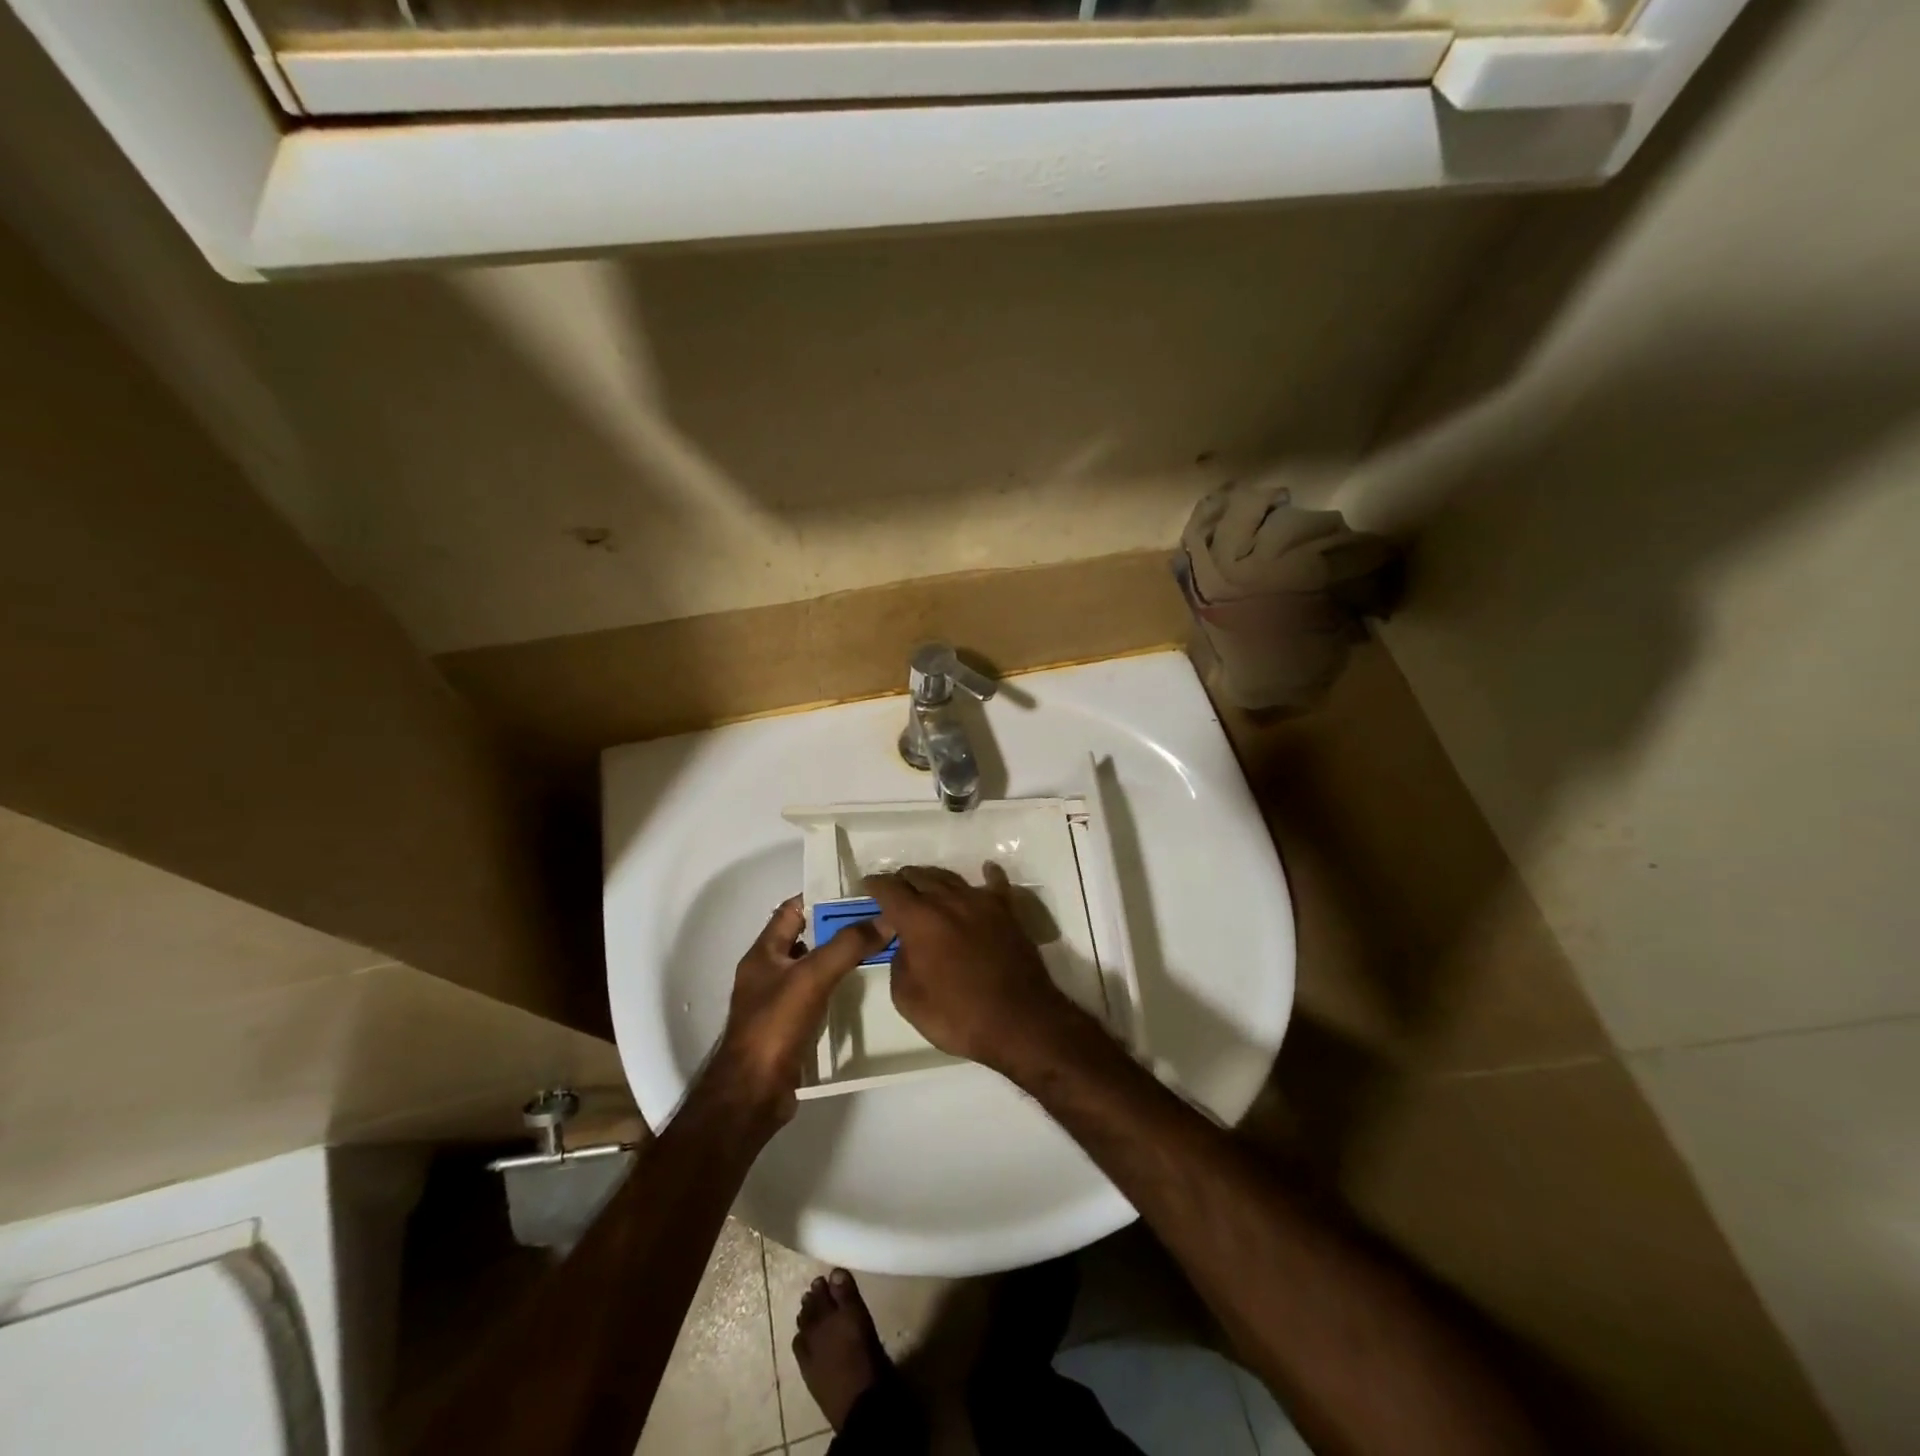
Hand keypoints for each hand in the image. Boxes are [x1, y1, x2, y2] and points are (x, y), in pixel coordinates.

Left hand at [711, 897, 888, 1127]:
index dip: (821, 897)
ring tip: (876, 950)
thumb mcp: (812, 977)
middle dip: (836, 927)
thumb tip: (885, 918)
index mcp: (763, 953)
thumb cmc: (775, 1026)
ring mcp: (776, 1002)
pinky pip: (815, 996)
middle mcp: (767, 972)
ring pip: (812, 968)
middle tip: (876, 920)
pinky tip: (860, 990)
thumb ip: (847, 945)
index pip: (791, 910)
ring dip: (838, 959)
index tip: (857, 892)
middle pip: (804, 938)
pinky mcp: (788, 1028)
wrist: (752, 1095)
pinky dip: (836, 988)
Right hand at [864, 863, 1088, 1077]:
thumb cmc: (958, 1016)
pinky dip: (988, 875)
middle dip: (903, 880)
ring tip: (926, 884)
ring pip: (951, 878)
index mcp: (919, 919)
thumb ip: (899, 963)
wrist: (1019, 1021)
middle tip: (895, 890)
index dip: (875, 885)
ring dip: (934, 879)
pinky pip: (995, 884)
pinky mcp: (1008, 911)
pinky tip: (986, 870)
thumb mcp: (908, 999)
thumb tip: (905, 945)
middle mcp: (948, 900)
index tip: (867, 886)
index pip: (890, 889)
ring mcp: (981, 902)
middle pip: (920, 876)